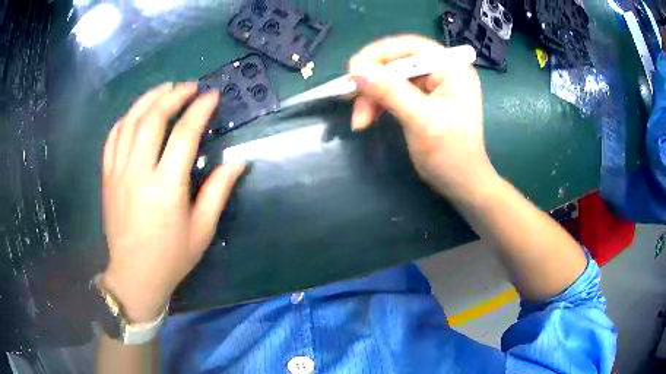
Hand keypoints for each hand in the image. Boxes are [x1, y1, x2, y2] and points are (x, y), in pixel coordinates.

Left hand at [101, 82, 244, 321]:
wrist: (134, 275)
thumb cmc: (171, 257)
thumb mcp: (202, 230)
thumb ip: (218, 192)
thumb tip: (238, 162)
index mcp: (166, 187)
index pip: (184, 135)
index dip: (200, 110)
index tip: (211, 96)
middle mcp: (139, 172)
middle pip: (153, 119)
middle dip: (174, 95)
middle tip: (189, 86)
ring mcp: (118, 172)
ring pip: (130, 122)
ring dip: (149, 99)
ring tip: (165, 88)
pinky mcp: (107, 177)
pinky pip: (112, 138)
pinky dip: (125, 119)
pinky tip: (136, 113)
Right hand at [348, 35, 495, 200]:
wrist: (463, 184)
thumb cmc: (450, 154)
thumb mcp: (421, 120)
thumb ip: (390, 91)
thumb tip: (356, 70)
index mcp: (451, 68)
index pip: (409, 46)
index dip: (378, 54)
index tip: (353, 71)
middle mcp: (443, 70)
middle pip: (397, 62)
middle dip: (372, 82)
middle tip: (350, 99)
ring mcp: (433, 85)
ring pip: (391, 78)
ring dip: (371, 97)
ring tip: (360, 122)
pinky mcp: (424, 99)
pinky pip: (394, 92)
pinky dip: (378, 104)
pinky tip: (367, 119)